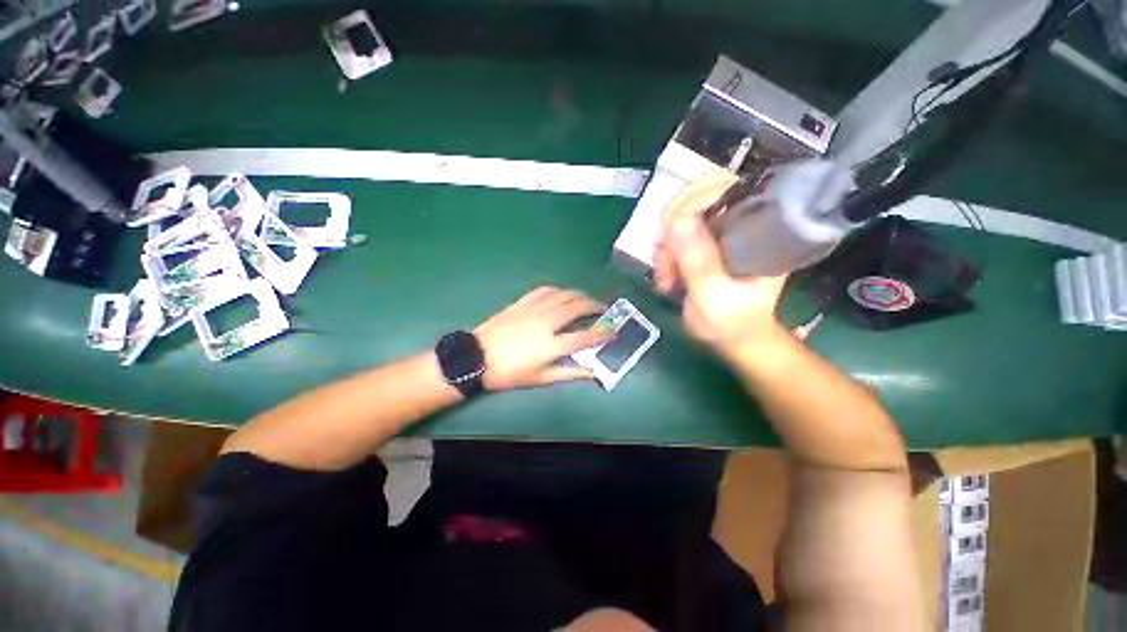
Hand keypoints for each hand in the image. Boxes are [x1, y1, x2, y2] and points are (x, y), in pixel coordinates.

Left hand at [474, 287, 609, 389]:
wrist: (476, 357)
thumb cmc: (508, 372)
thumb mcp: (540, 378)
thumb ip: (568, 374)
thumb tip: (591, 373)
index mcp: (552, 344)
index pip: (585, 336)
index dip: (602, 334)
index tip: (613, 332)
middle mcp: (547, 321)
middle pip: (578, 307)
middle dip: (595, 306)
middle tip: (603, 309)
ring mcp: (534, 309)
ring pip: (564, 294)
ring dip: (579, 295)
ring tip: (586, 299)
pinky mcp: (522, 302)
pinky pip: (545, 290)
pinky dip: (558, 290)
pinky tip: (561, 293)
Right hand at [652, 173, 788, 355]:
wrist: (733, 338)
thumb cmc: (732, 322)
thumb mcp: (714, 295)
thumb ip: (698, 260)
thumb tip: (676, 221)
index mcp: (759, 227)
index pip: (725, 186)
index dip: (691, 200)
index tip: (670, 234)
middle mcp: (740, 221)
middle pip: (695, 199)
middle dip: (671, 231)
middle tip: (665, 264)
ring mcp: (720, 231)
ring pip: (680, 217)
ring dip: (665, 248)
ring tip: (665, 280)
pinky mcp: (705, 243)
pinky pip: (675, 235)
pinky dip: (664, 254)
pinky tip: (666, 278)